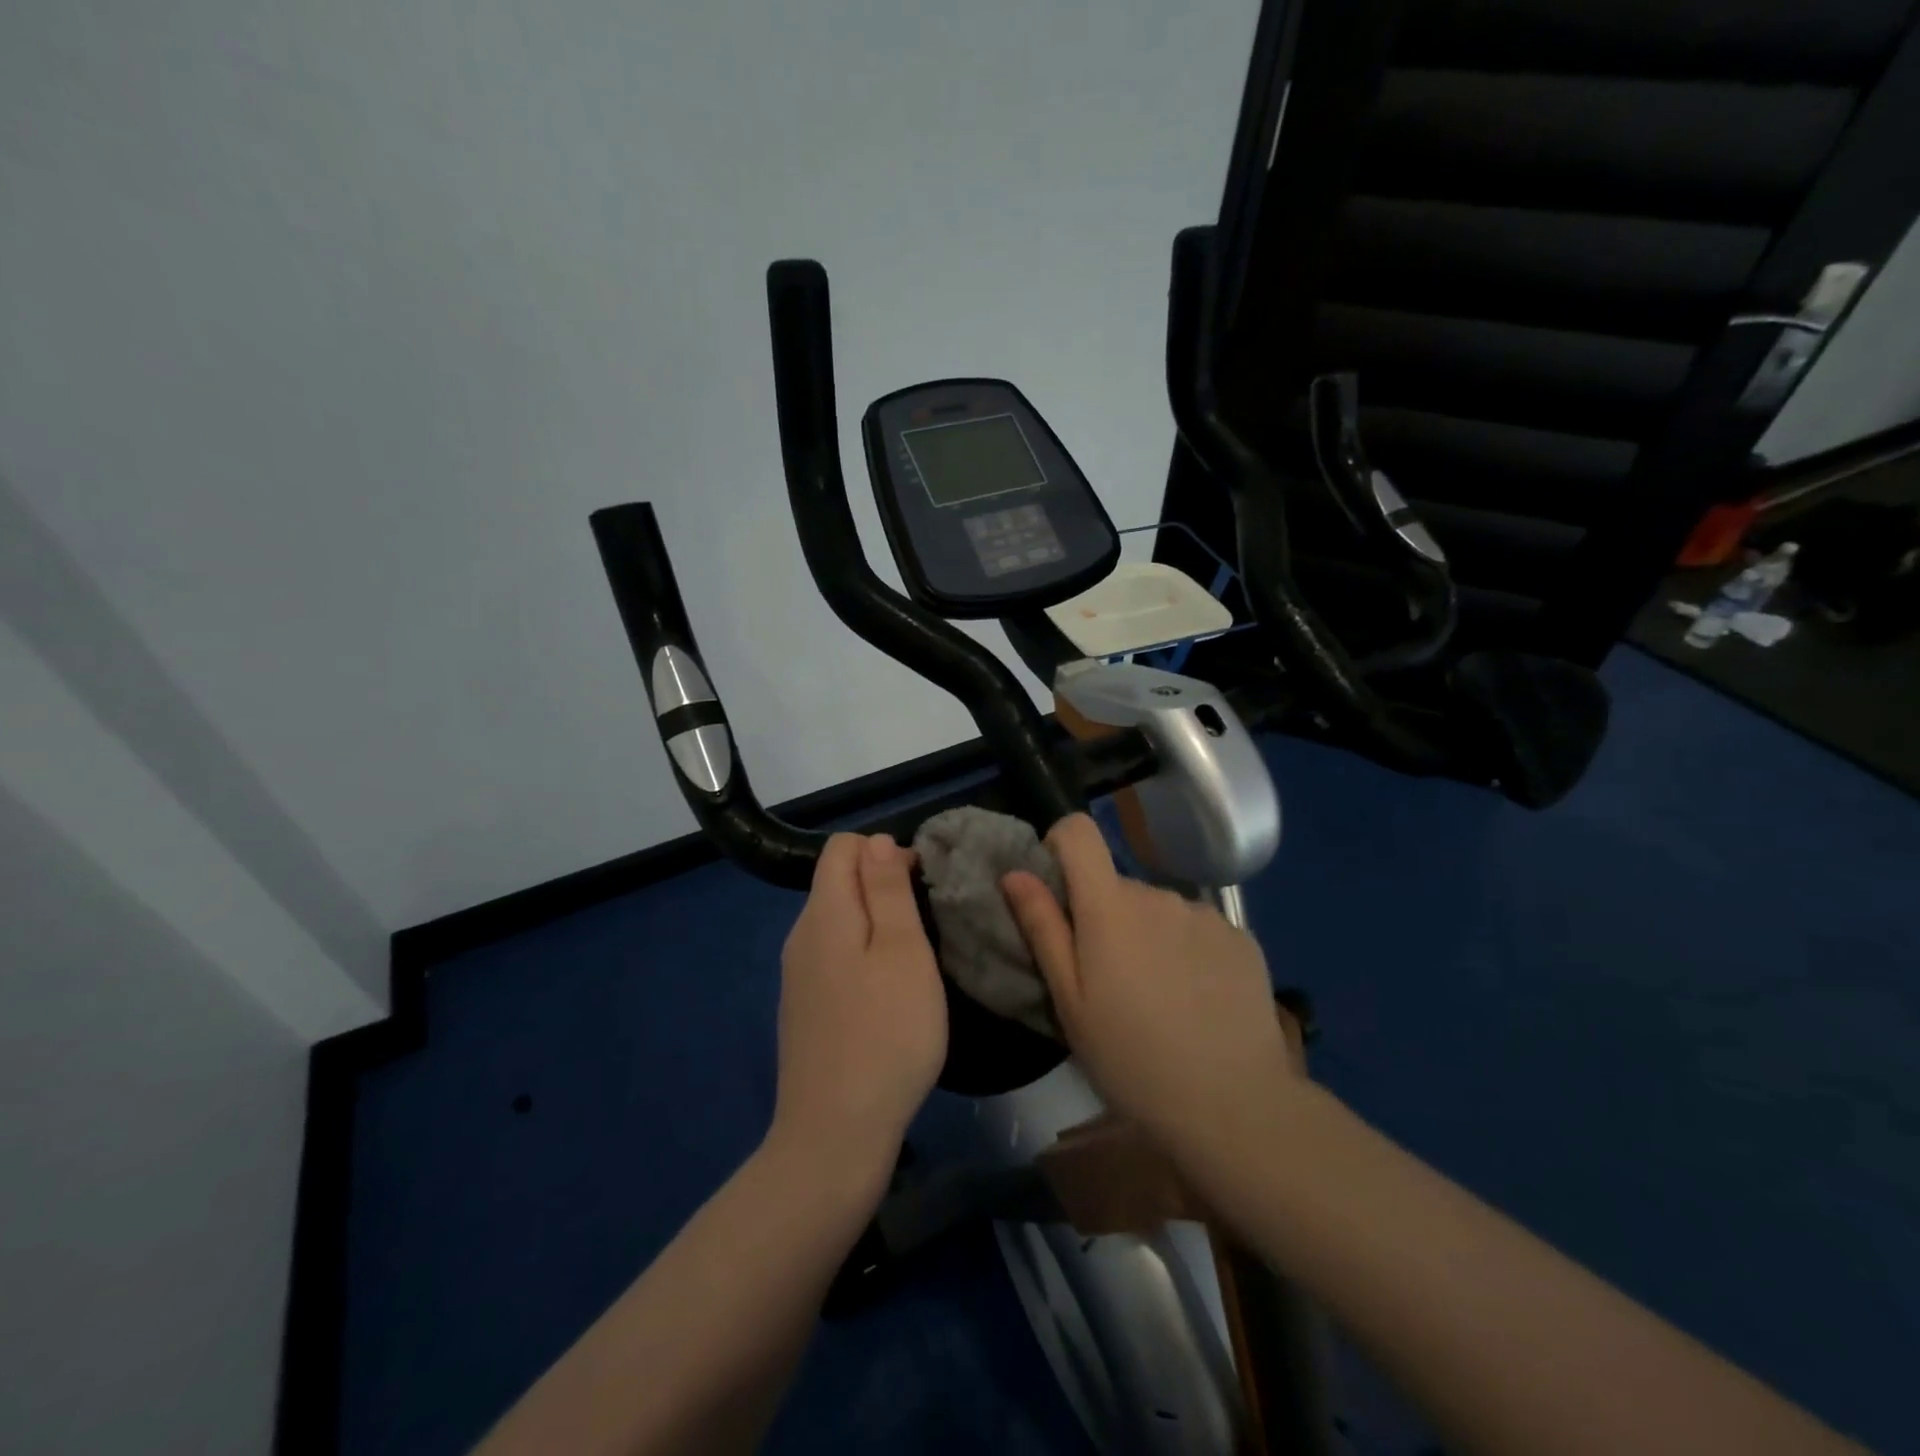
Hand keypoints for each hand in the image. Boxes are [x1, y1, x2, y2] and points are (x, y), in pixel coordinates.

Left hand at [771, 833, 946, 1180]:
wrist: (834, 1135)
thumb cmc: (886, 1034)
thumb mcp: (903, 951)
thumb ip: (887, 889)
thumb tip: (876, 841)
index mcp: (823, 912)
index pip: (843, 847)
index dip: (884, 851)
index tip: (921, 887)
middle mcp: (800, 935)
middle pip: (837, 881)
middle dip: (882, 886)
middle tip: (926, 927)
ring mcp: (797, 975)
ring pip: (838, 921)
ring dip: (876, 924)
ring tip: (913, 961)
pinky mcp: (803, 1008)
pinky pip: (833, 957)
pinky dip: (862, 956)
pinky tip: (886, 996)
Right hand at [1001, 814, 1296, 1154]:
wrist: (1234, 1106)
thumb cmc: (1131, 1059)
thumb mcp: (1070, 1002)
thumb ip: (1042, 928)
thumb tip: (1015, 873)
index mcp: (1110, 905)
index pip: (1079, 831)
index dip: (1061, 847)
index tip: (1059, 893)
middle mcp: (1158, 894)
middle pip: (1117, 885)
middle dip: (1105, 917)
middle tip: (1109, 980)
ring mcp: (1205, 914)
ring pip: (1158, 909)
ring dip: (1148, 935)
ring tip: (1158, 998)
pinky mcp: (1240, 938)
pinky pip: (1197, 928)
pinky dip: (1188, 950)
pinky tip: (1197, 1001)